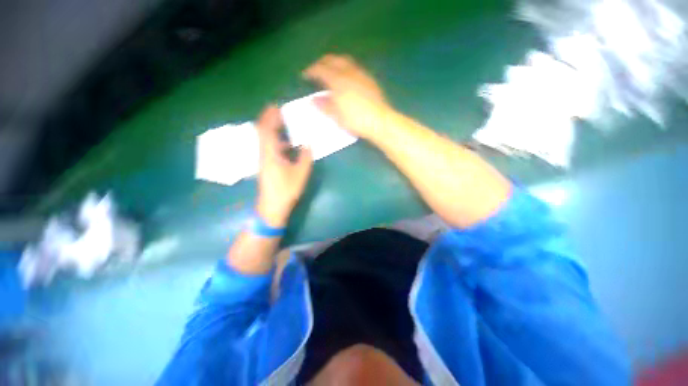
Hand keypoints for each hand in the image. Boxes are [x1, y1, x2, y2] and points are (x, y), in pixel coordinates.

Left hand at [255, 106, 312, 227]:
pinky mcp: (267, 166)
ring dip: (273, 130)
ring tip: (284, 125)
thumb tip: (308, 144)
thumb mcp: (300, 174)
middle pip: (263, 132)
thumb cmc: (286, 190)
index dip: (269, 117)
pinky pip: (269, 148)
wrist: (272, 207)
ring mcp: (264, 160)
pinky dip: (276, 141)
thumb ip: (305, 157)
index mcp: (270, 153)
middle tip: (280, 112)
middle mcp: (264, 154)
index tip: (276, 106)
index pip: (266, 129)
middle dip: (270, 120)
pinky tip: (287, 144)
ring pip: (265, 140)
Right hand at [303, 54, 393, 139]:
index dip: (311, 71)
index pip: (320, 69)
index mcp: (338, 81)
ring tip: (331, 71)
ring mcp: (361, 74)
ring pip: (345, 61)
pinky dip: (346, 68)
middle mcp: (349, 72)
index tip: (305, 75)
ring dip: (335, 63)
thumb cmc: (356, 120)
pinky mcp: (369, 80)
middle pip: (332, 59)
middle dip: (322, 62)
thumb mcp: (337, 116)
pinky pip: (355, 68)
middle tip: (317, 70)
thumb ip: (324, 106)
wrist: (379, 121)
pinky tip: (347, 78)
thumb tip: (314, 100)